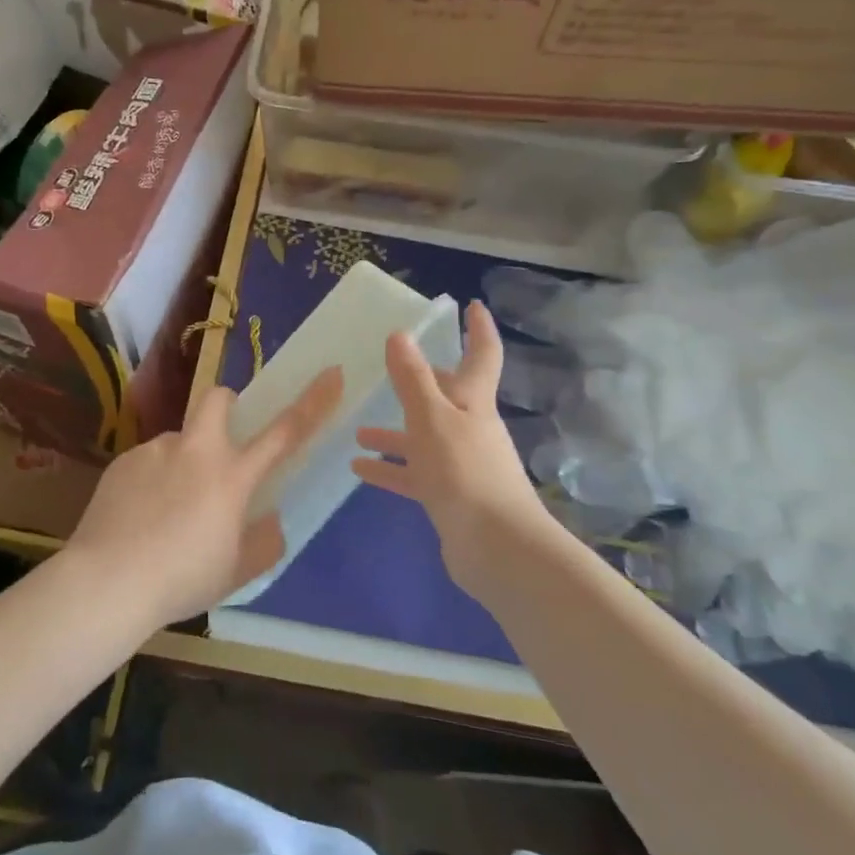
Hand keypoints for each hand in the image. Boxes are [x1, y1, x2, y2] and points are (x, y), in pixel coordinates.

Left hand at [65, 367, 343, 626]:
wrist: (107, 581)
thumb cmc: (181, 579)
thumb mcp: (236, 572)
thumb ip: (263, 543)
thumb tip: (270, 521)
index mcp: (232, 476)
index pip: (284, 431)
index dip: (313, 401)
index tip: (331, 372)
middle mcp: (195, 451)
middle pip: (217, 398)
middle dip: (226, 404)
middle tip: (222, 441)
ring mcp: (155, 452)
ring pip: (178, 441)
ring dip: (182, 461)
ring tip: (166, 510)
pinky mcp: (123, 462)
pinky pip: (147, 462)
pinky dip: (152, 481)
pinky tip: (139, 517)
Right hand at [352, 301, 549, 594]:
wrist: (496, 548)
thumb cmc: (464, 472)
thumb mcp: (431, 418)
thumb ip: (413, 378)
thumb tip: (400, 334)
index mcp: (473, 402)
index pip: (481, 355)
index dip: (478, 329)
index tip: (472, 306)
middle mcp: (470, 428)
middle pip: (447, 397)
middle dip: (421, 384)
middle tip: (391, 372)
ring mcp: (461, 464)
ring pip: (423, 438)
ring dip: (394, 433)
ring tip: (359, 431)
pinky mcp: (450, 497)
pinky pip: (415, 475)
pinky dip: (391, 470)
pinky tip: (360, 469)